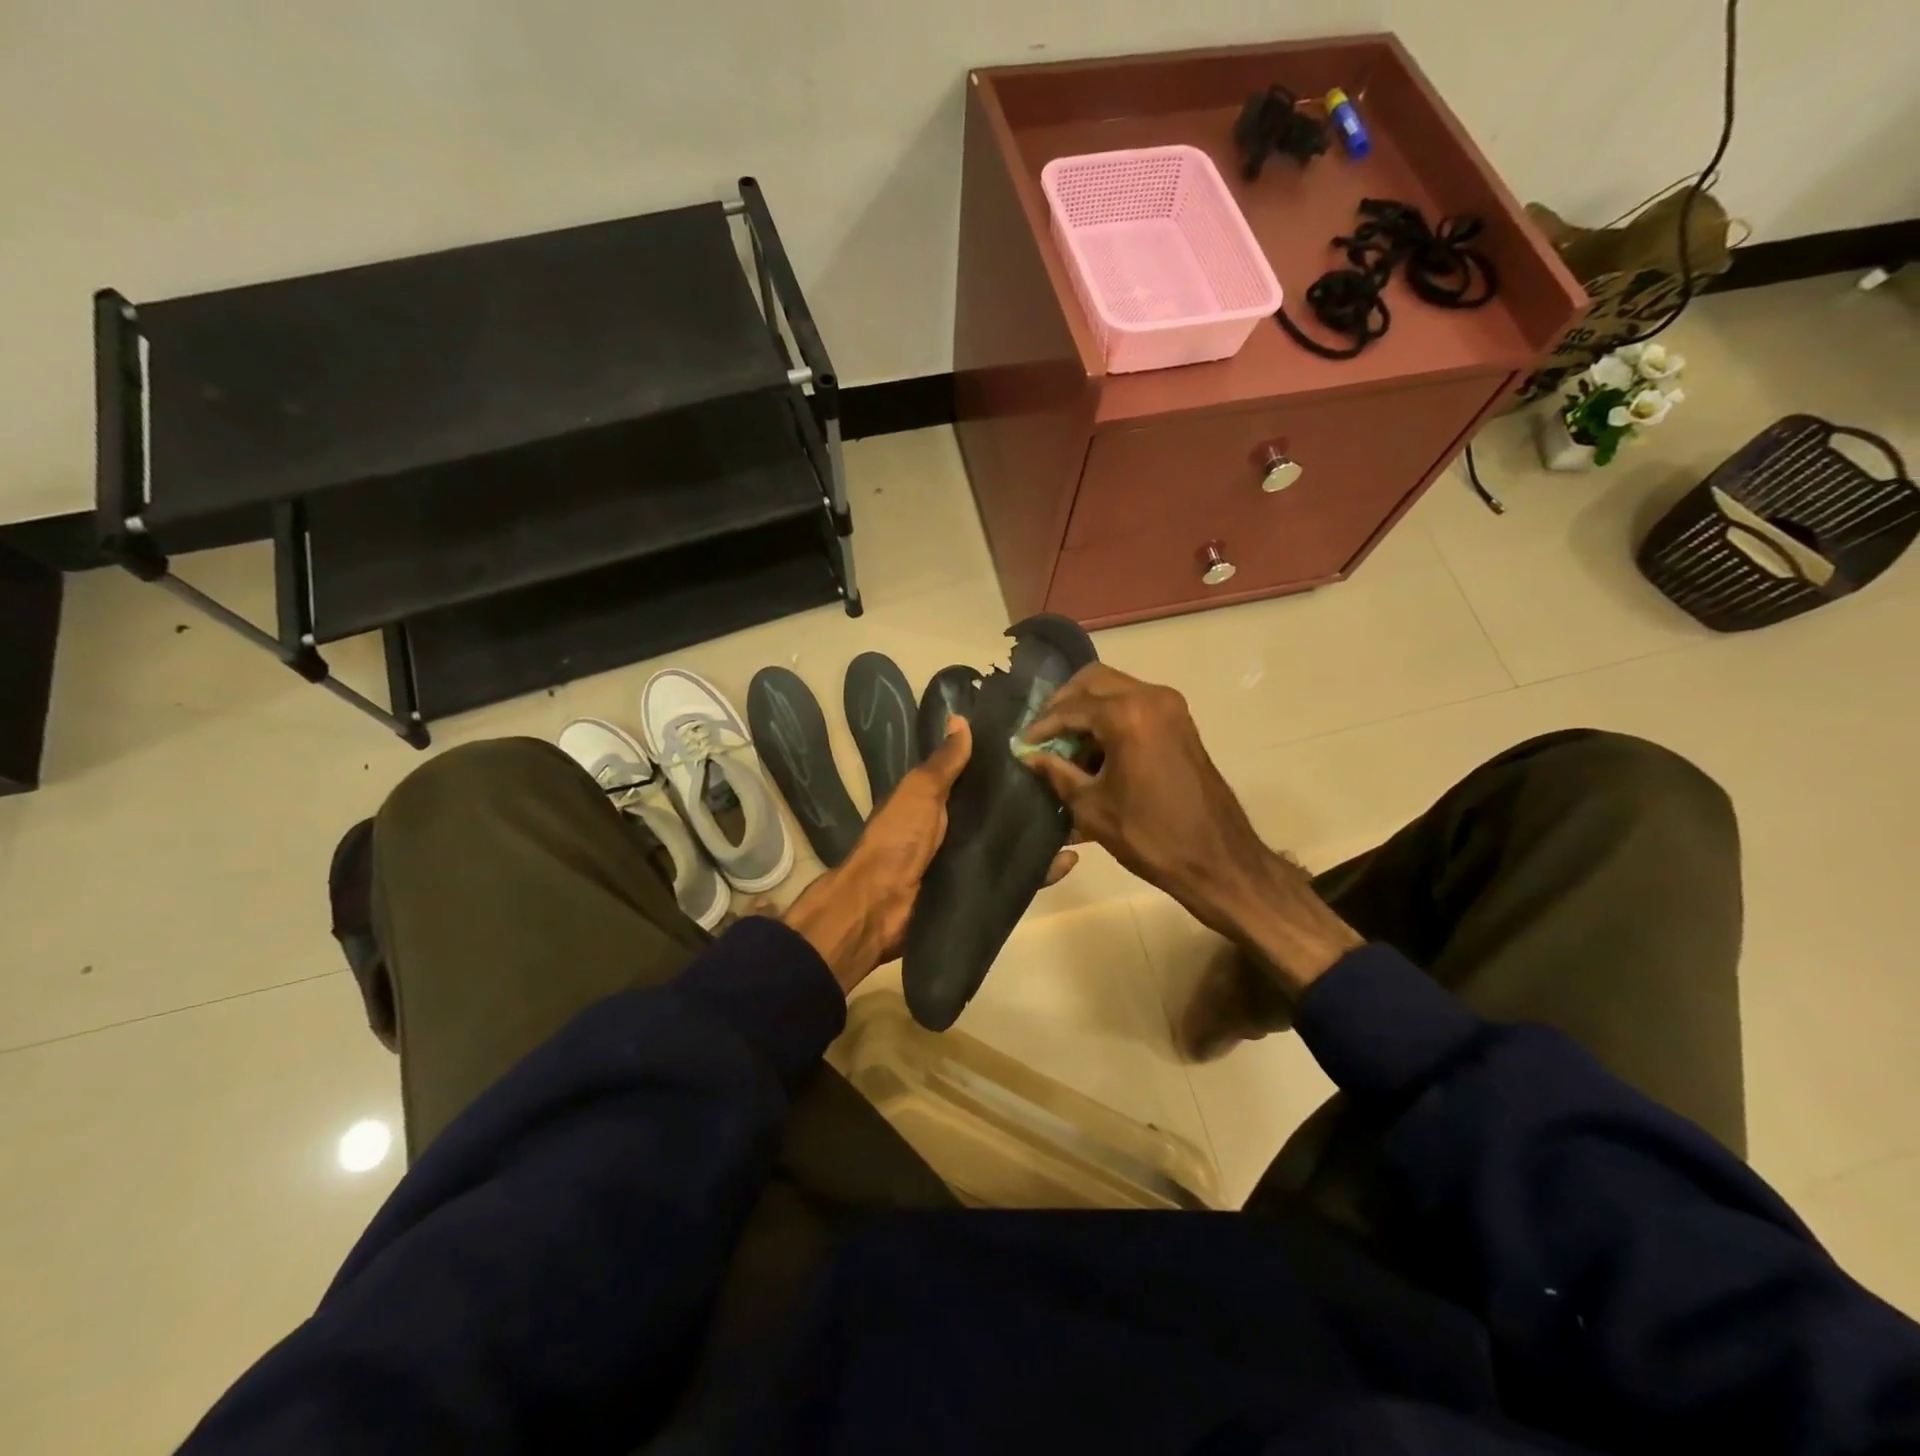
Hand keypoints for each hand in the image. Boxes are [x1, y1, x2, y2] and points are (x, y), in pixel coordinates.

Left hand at [784, 717, 1075, 993]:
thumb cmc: (898, 839)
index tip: (1045, 743)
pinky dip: (1043, 871)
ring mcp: (972, 860)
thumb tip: (960, 718)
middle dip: (1034, 798)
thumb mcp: (919, 793)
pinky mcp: (983, 891)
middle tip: (1075, 781)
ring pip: (1015, 842)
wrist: (880, 906)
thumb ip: (943, 763)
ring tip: (1083, 817)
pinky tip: (1071, 860)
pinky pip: (1018, 878)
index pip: (980, 777)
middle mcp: (958, 828)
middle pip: (1002, 810)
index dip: (1007, 763)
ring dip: (1044, 833)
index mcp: (940, 801)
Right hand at [1022, 665, 1358, 994]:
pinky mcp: (1180, 721)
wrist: (1217, 858)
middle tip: (1042, 732)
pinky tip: (1094, 749)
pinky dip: (1110, 716)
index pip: (1070, 707)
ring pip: (1115, 688)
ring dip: (1087, 708)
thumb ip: (1056, 773)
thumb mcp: (1092, 807)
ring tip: (1065, 743)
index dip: (1041, 725)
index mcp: (1128, 715)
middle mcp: (1151, 697)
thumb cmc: (1150, 836)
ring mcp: (1170, 707)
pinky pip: (1135, 703)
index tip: (1021, 743)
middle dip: (1063, 703)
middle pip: (1093, 680)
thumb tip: (1029, 755)